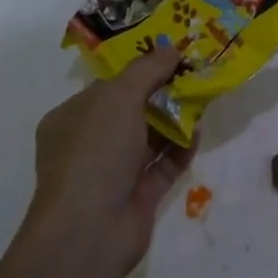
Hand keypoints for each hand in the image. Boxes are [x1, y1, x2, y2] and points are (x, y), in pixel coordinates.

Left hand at [26, 43, 193, 277]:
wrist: (90, 229)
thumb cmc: (94, 153)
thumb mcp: (118, 97)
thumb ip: (147, 70)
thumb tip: (171, 48)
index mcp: (71, 119)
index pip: (108, 88)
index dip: (140, 71)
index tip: (173, 57)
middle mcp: (90, 144)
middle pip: (133, 111)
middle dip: (164, 94)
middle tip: (196, 76)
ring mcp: (115, 171)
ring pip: (152, 138)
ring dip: (177, 119)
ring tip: (205, 100)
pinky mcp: (139, 194)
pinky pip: (165, 164)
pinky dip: (182, 149)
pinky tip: (198, 133)